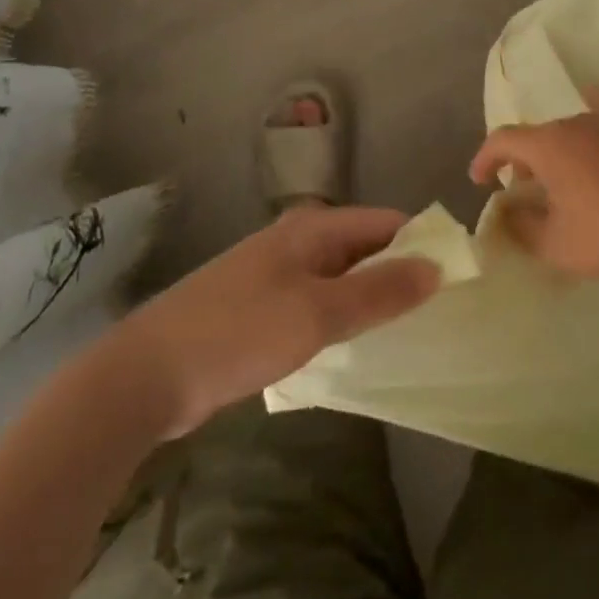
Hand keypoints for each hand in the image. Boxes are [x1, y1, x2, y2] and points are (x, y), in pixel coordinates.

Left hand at [117, 207, 439, 436]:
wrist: (144, 376)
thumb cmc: (238, 333)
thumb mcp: (317, 313)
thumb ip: (378, 291)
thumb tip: (435, 267)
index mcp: (312, 228)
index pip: (385, 222)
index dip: (420, 243)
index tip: (453, 277)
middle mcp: (296, 242)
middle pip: (363, 248)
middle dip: (398, 274)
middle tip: (436, 312)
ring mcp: (274, 276)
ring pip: (339, 280)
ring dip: (369, 300)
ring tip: (406, 333)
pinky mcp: (258, 310)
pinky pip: (315, 305)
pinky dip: (339, 320)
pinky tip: (353, 349)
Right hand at [469, 87, 598, 286]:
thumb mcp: (556, 245)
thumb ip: (521, 227)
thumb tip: (508, 212)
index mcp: (548, 145)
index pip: (502, 139)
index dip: (484, 159)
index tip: (479, 182)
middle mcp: (574, 122)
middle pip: (536, 136)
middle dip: (522, 164)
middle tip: (524, 197)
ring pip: (567, 131)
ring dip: (554, 153)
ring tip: (561, 184)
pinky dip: (589, 119)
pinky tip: (593, 121)